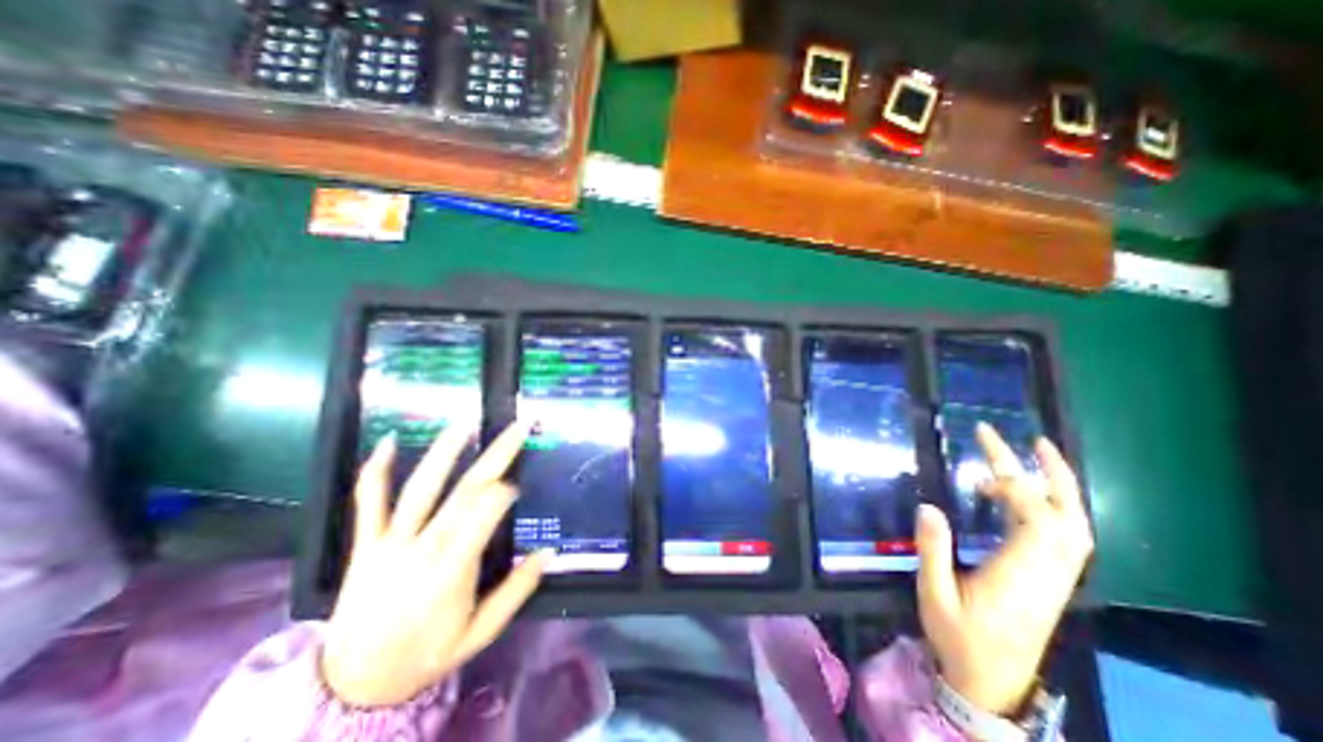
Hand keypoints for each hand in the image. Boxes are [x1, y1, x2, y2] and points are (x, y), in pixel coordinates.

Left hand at [319, 417, 554, 707]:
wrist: (351, 686)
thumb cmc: (426, 654)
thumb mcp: (480, 633)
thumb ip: (516, 591)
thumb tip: (549, 552)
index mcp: (452, 570)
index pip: (484, 514)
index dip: (504, 493)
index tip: (518, 484)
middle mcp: (422, 547)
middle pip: (465, 490)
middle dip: (497, 454)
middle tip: (519, 426)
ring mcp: (390, 542)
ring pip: (421, 486)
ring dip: (446, 450)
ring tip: (467, 421)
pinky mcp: (365, 543)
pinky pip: (368, 502)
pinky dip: (376, 471)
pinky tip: (387, 441)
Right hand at [916, 422, 1089, 719]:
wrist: (991, 683)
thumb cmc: (958, 637)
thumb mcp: (934, 595)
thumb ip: (933, 551)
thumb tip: (928, 506)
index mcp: (1021, 577)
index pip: (1037, 521)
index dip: (1015, 485)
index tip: (981, 461)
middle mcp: (1048, 574)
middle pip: (1068, 518)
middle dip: (1052, 475)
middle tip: (1029, 440)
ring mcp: (1055, 579)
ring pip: (1074, 528)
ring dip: (1058, 488)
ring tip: (1032, 456)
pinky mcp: (1050, 581)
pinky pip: (1063, 537)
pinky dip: (1049, 508)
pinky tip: (1020, 497)